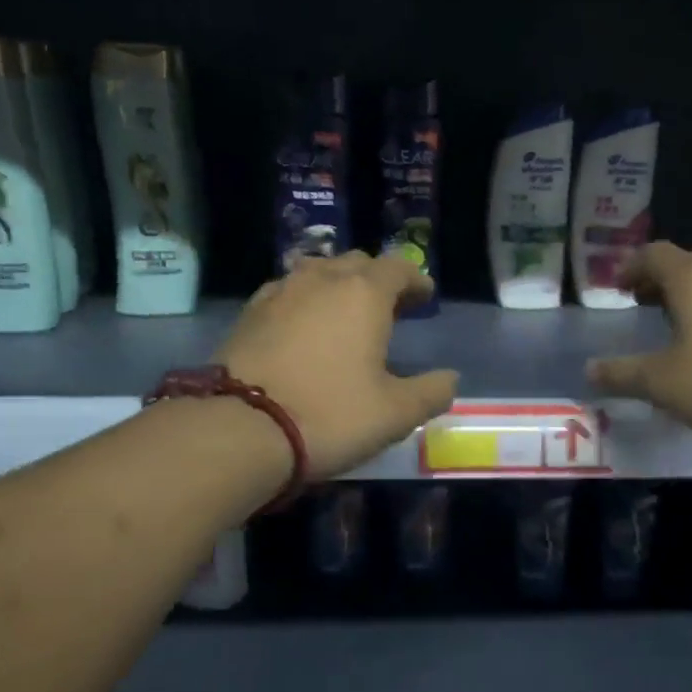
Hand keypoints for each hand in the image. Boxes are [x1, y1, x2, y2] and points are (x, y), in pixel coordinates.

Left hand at [217, 252, 458, 480]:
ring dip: (338, 285)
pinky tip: (304, 326)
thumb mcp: (396, 413)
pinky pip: (287, 291)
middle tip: (391, 308)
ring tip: (346, 313)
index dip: (416, 280)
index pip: (398, 268)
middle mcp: (322, 279)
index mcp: (364, 293)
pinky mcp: (248, 313)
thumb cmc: (331, 414)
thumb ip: (432, 392)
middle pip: (357, 263)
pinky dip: (305, 300)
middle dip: (379, 279)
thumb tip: (450, 378)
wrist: (241, 429)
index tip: (426, 298)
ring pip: (318, 272)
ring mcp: (280, 292)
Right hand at [587, 242, 691, 450]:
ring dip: (689, 298)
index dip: (631, 266)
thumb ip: (623, 374)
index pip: (654, 254)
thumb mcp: (662, 383)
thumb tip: (590, 370)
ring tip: (673, 326)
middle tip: (640, 303)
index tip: (617, 286)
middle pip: (686, 265)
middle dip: (659, 282)